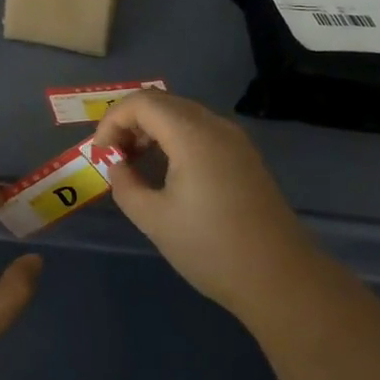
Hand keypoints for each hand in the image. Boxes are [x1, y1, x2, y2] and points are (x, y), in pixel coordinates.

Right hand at [92, 92, 321, 319]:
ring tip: (135, 163)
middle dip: (131, 122)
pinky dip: (175, 138)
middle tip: (114, 157)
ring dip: (153, 129)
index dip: (113, 121)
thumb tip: (118, 166)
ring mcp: (234, 139)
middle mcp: (215, 126)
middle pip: (163, 102)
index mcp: (192, 134)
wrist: (278, 276)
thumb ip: (126, 185)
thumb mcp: (154, 219)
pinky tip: (167, 170)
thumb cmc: (210, 248)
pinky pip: (201, 131)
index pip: (142, 102)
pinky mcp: (244, 156)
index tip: (101, 154)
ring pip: (183, 114)